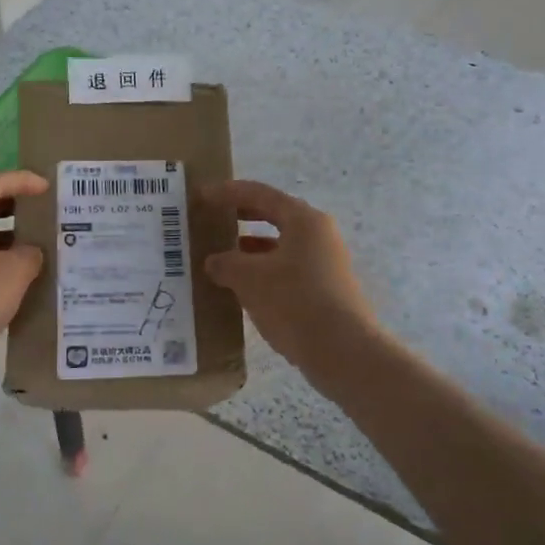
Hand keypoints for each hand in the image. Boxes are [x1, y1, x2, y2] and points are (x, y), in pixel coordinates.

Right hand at [201, 180, 380, 377]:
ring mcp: (325, 264)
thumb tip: (215, 262)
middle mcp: (319, 235)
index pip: (260, 194)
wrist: (343, 352)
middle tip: (212, 220)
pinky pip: (287, 270)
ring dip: (251, 249)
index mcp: (304, 220)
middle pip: (274, 216)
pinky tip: (243, 289)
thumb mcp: (250, 279)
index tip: (201, 196)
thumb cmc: (295, 302)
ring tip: (221, 258)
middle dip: (241, 218)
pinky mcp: (325, 290)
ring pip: (281, 246)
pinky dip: (263, 272)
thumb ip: (226, 264)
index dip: (227, 193)